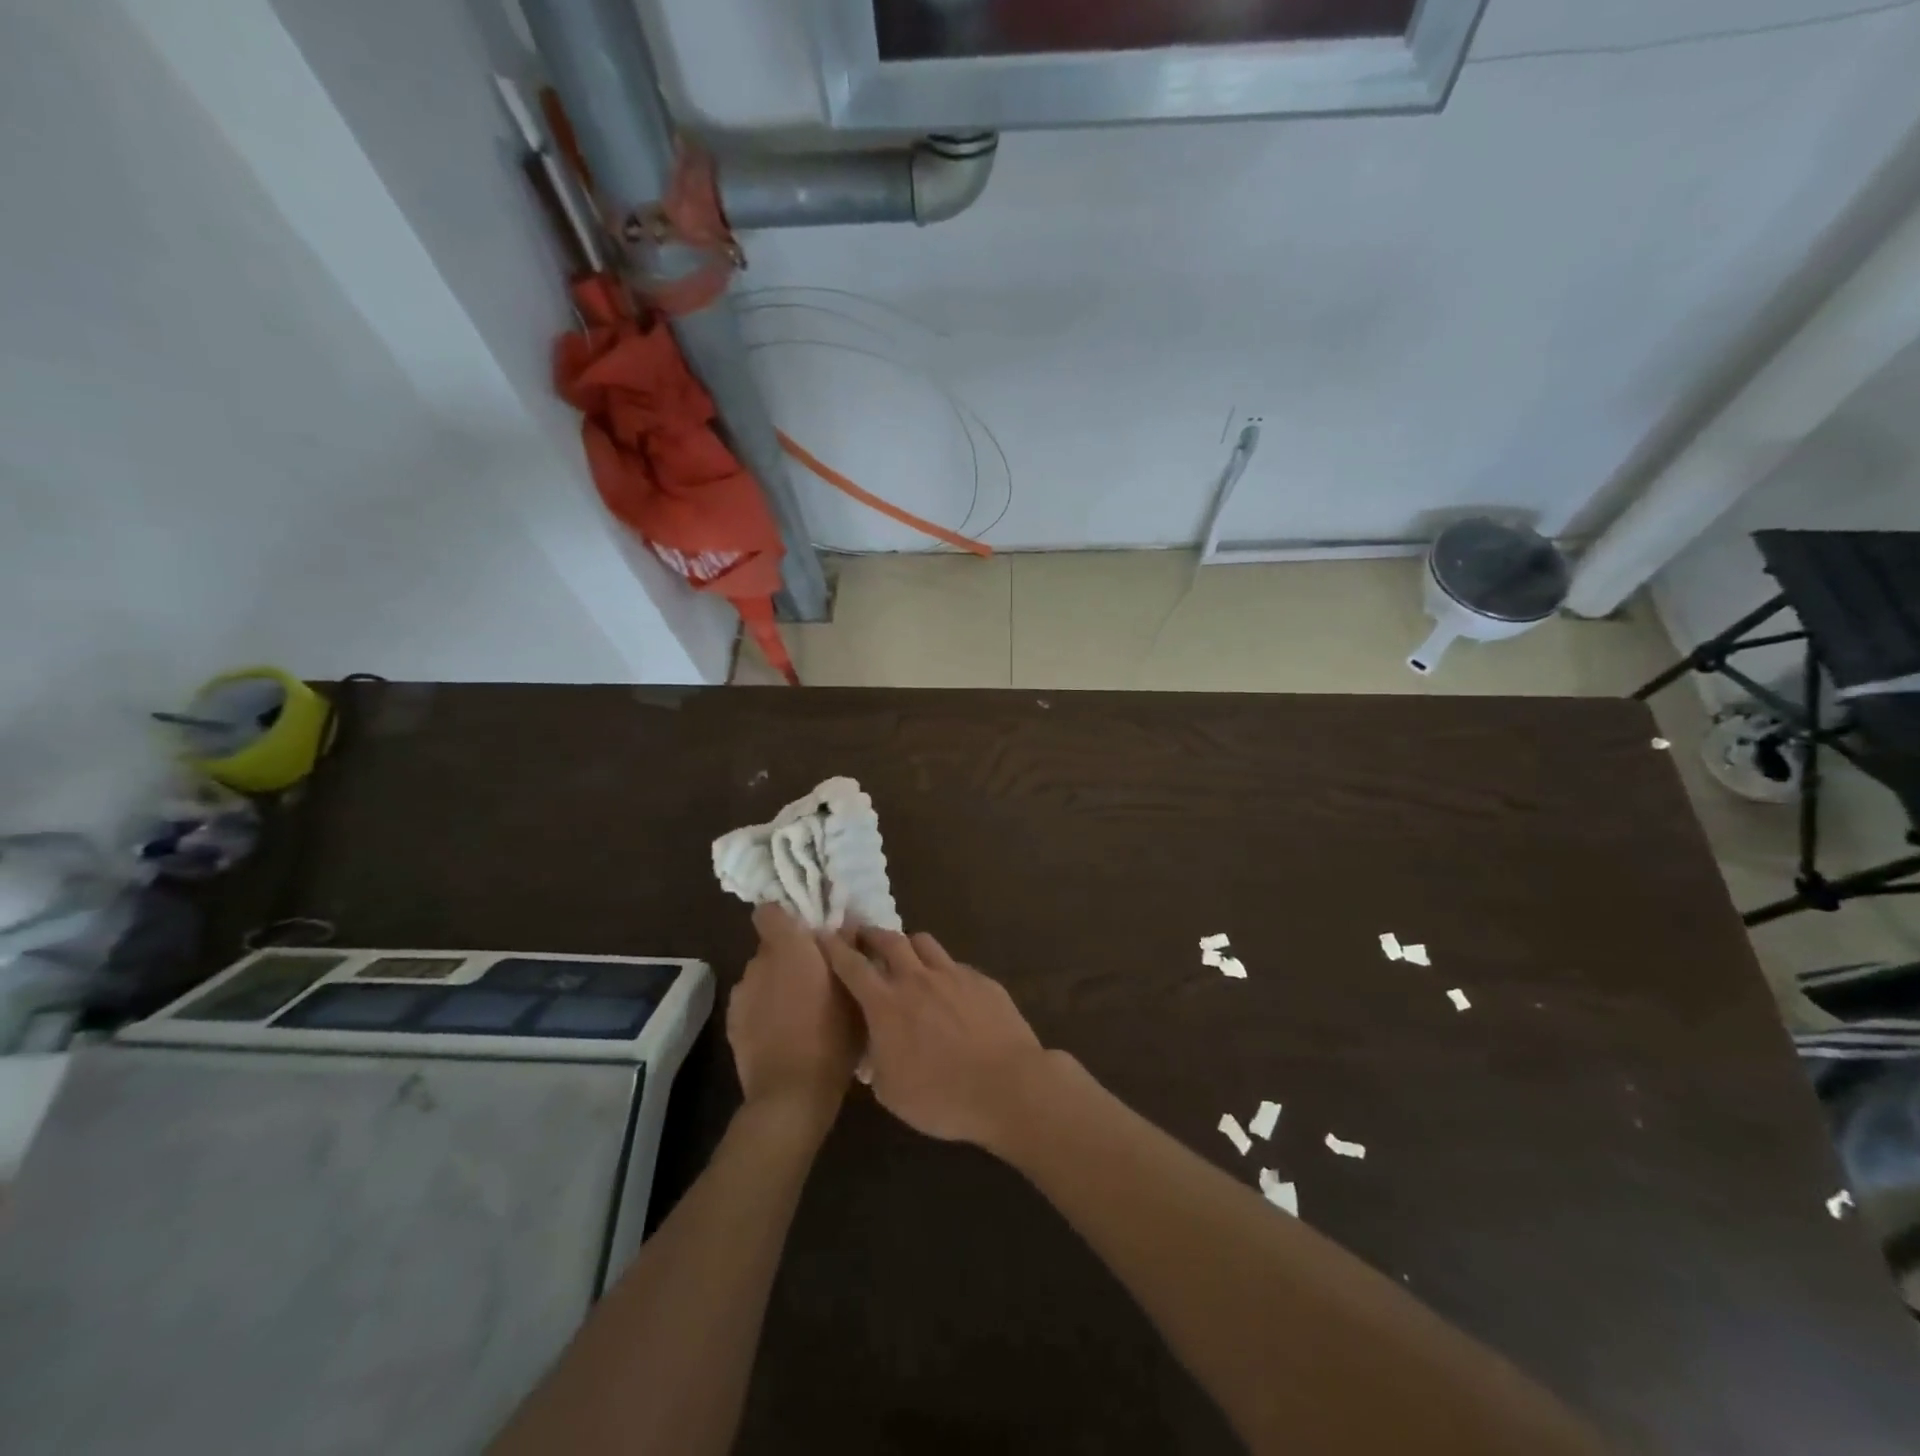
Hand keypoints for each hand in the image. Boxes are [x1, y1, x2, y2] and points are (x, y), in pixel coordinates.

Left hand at [727, 905, 862, 1125]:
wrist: (791, 1095)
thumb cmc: (832, 1036)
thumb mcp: (854, 991)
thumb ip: (847, 951)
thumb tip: (846, 922)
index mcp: (788, 949)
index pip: (769, 912)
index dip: (785, 918)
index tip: (807, 934)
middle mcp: (758, 964)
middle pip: (771, 947)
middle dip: (790, 957)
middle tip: (817, 978)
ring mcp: (741, 995)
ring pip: (762, 977)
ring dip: (778, 984)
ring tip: (802, 1010)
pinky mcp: (733, 1024)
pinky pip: (753, 1003)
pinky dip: (766, 1010)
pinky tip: (785, 1033)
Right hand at [817, 928, 1052, 1149]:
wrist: (1008, 1087)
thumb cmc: (942, 1097)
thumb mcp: (891, 1091)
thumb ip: (876, 1059)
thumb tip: (873, 1045)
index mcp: (886, 1004)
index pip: (852, 965)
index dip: (834, 947)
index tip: (823, 934)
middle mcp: (916, 979)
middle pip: (888, 940)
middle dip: (869, 933)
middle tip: (860, 932)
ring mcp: (952, 974)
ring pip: (923, 942)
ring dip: (907, 944)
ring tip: (905, 954)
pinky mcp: (981, 980)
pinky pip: (953, 964)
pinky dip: (941, 969)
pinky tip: (947, 988)